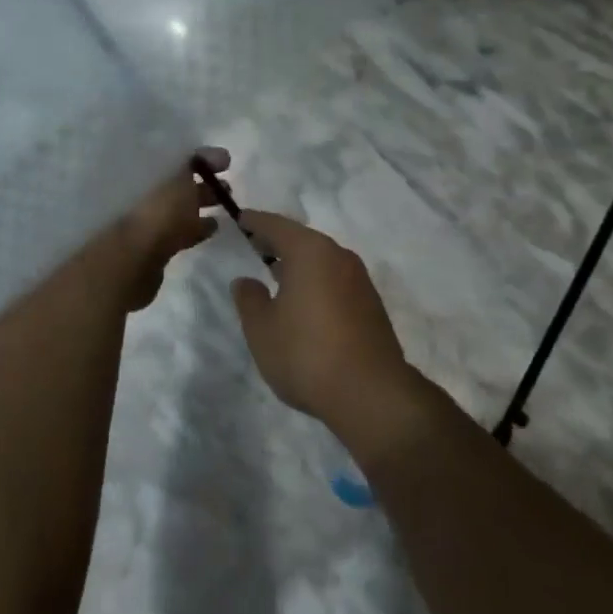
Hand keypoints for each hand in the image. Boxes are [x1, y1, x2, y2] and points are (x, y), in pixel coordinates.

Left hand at [99, 146, 230, 310]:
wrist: (135, 258)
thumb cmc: (159, 209)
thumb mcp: (180, 176)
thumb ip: (197, 162)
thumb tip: (219, 154)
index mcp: (145, 169)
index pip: (175, 156)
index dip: (201, 157)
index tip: (226, 162)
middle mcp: (144, 191)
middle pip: (177, 181)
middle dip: (203, 181)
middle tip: (228, 186)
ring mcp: (149, 219)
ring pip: (180, 206)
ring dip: (202, 203)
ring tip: (227, 204)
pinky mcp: (156, 244)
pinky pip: (180, 229)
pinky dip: (197, 226)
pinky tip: (214, 226)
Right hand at [230, 210, 419, 437]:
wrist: (372, 394)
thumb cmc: (306, 354)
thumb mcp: (262, 329)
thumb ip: (249, 299)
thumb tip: (246, 281)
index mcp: (310, 252)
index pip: (276, 225)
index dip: (255, 221)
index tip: (240, 219)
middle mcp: (338, 256)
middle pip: (302, 240)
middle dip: (278, 242)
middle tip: (255, 245)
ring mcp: (359, 280)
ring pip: (321, 261)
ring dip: (299, 264)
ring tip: (276, 276)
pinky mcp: (371, 305)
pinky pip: (335, 280)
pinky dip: (316, 282)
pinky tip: (304, 303)